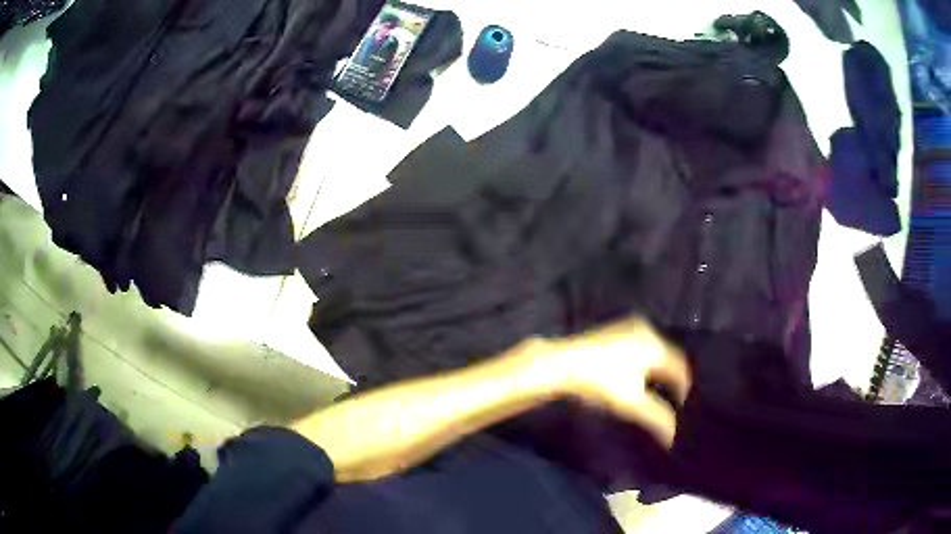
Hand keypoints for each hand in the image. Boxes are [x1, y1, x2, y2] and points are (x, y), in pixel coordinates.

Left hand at [548, 317, 691, 447]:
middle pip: (668, 357)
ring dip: (656, 368)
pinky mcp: (615, 327)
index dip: (682, 387)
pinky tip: (633, 373)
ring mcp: (630, 326)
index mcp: (657, 347)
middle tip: (668, 396)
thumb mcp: (631, 404)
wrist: (563, 362)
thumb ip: (656, 418)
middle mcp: (648, 331)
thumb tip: (672, 437)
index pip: (680, 369)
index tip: (680, 403)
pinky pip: (640, 344)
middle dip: (669, 377)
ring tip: (653, 387)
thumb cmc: (600, 382)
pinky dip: (643, 359)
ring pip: (654, 349)